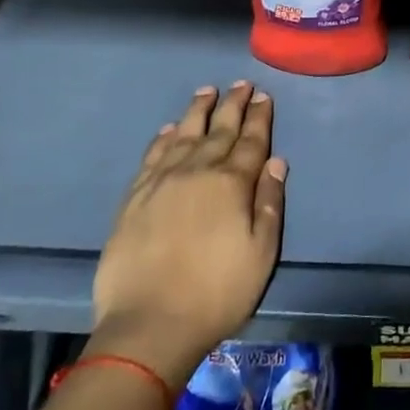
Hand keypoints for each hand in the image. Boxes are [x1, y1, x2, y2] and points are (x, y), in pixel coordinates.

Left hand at [87, 82, 287, 387]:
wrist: (148, 325)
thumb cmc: (217, 292)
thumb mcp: (261, 252)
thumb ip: (269, 202)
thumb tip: (276, 161)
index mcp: (231, 183)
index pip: (250, 141)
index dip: (259, 117)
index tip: (263, 96)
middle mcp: (197, 171)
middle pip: (219, 130)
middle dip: (233, 104)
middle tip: (241, 84)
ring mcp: (162, 182)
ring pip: (183, 134)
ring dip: (197, 111)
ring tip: (206, 92)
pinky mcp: (134, 198)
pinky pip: (151, 156)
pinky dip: (162, 138)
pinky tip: (168, 129)